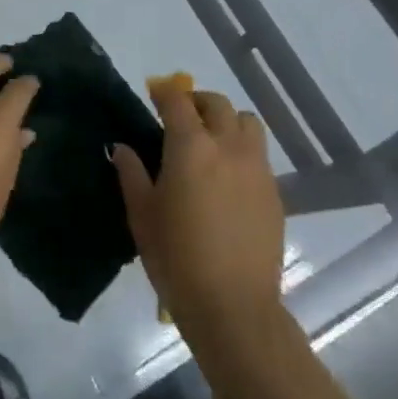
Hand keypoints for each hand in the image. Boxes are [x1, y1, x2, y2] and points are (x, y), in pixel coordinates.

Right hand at [115, 83, 284, 332]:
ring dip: (226, 121)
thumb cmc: (176, 258)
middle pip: (217, 104)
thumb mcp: (142, 215)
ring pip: (247, 123)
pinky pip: (259, 155)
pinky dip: (242, 151)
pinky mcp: (275, 192)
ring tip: (211, 142)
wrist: (233, 306)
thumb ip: (132, 174)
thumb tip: (122, 147)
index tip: (154, 94)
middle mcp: (228, 147)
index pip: (178, 101)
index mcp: (190, 147)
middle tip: (180, 118)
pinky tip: (228, 178)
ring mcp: (257, 168)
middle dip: (197, 102)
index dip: (164, 92)